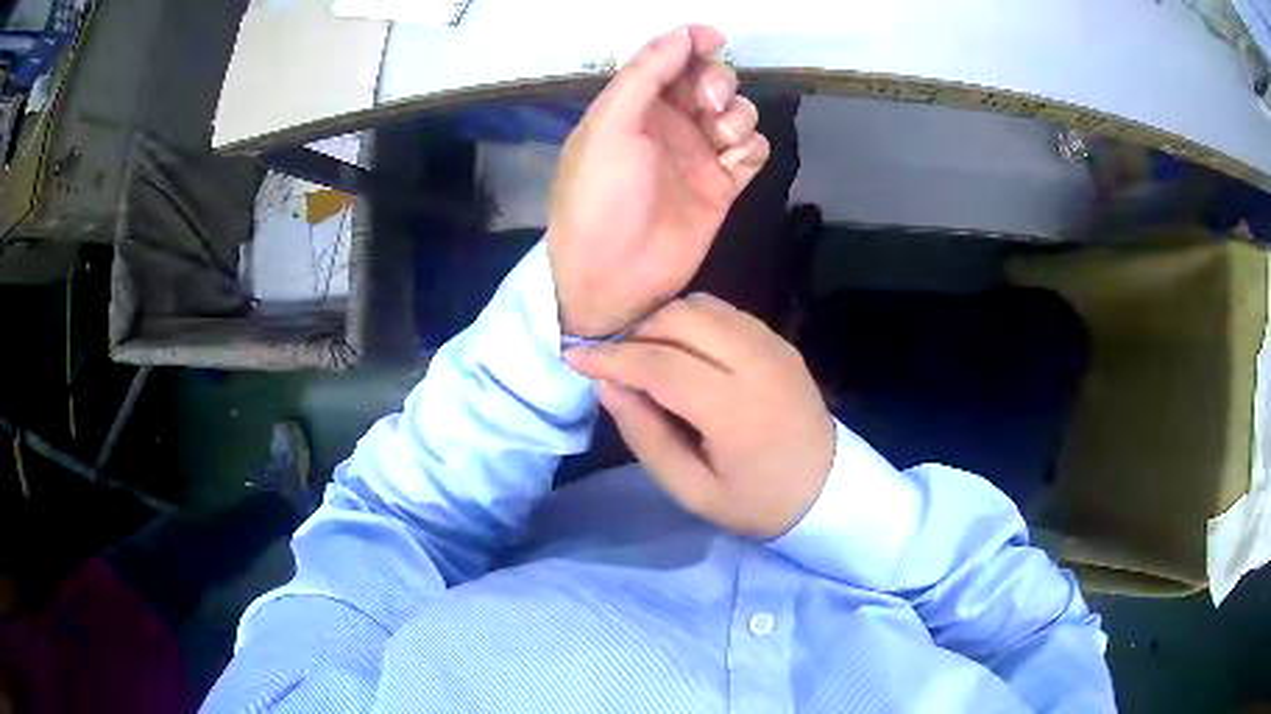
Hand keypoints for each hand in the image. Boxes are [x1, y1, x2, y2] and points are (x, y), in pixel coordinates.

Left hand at [549, 26, 770, 336]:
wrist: (613, 274)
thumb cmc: (600, 196)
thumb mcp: (610, 126)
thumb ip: (645, 75)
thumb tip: (681, 34)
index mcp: (631, 106)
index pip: (668, 61)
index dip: (691, 44)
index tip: (714, 38)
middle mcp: (666, 124)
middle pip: (708, 81)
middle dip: (716, 80)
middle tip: (708, 102)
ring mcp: (697, 155)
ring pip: (736, 112)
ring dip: (737, 113)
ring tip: (721, 136)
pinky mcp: (723, 185)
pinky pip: (751, 150)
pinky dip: (750, 146)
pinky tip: (734, 160)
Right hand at [566, 293, 834, 537]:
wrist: (828, 489)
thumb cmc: (757, 501)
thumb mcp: (692, 490)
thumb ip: (645, 436)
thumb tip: (606, 385)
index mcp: (735, 410)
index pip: (659, 364)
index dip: (610, 357)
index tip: (574, 356)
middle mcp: (756, 363)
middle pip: (679, 319)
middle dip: (635, 332)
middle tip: (613, 362)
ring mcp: (773, 345)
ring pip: (701, 306)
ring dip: (663, 322)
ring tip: (645, 355)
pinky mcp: (779, 340)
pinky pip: (724, 312)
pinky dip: (692, 321)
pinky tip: (683, 351)